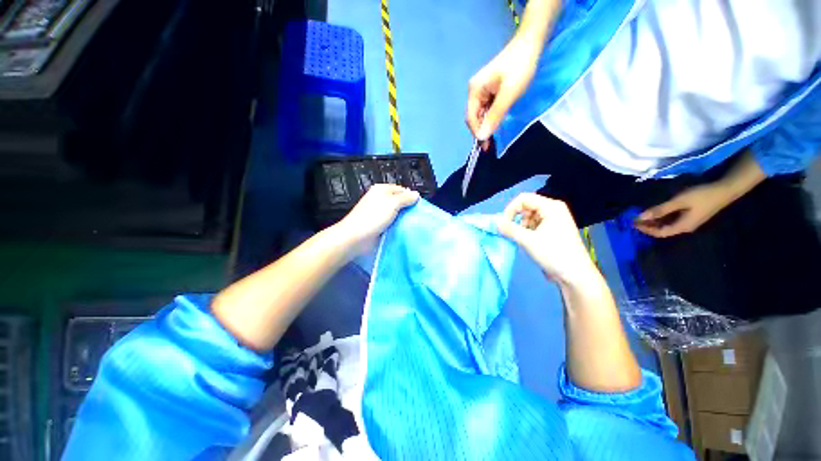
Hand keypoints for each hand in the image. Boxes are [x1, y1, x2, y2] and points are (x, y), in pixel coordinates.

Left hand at [335, 184, 419, 253]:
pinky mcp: (379, 225)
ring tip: (415, 224)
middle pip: (399, 202)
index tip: (420, 205)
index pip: (401, 190)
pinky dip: (398, 226)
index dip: (410, 196)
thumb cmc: (373, 217)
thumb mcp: (392, 203)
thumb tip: (416, 194)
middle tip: (418, 215)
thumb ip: (405, 198)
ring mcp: (379, 214)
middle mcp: (380, 200)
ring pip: (397, 214)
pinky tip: (406, 230)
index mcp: (381, 190)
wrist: (356, 238)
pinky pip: (393, 223)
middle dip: (408, 208)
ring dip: (404, 219)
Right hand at [466, 37, 539, 149]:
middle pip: (474, 117)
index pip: (471, 118)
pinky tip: (498, 123)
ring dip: (487, 125)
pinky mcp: (490, 89)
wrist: (531, 42)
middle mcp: (475, 91)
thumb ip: (494, 116)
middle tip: (490, 145)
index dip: (477, 132)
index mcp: (475, 91)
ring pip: (481, 114)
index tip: (486, 146)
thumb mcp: (508, 94)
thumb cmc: (520, 67)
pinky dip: (492, 117)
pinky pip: (488, 108)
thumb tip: (482, 137)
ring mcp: (482, 90)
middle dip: (481, 130)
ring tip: (494, 137)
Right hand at [496, 193, 595, 285]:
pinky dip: (527, 231)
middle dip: (516, 219)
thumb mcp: (528, 240)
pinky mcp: (553, 230)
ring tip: (523, 240)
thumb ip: (510, 229)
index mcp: (551, 207)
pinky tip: (528, 242)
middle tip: (513, 233)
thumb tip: (496, 222)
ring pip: (529, 217)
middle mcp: (553, 210)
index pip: (523, 199)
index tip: (504, 224)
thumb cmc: (554, 254)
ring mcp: (554, 220)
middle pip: (526, 207)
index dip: (511, 209)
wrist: (575, 275)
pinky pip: (534, 225)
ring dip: (521, 227)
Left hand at [634, 184, 733, 237]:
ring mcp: (689, 222)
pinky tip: (655, 212)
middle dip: (648, 226)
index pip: (660, 233)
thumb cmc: (701, 196)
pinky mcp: (691, 216)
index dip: (645, 229)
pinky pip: (673, 220)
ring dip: (654, 221)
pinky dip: (662, 217)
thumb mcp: (679, 201)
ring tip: (641, 216)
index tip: (633, 223)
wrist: (725, 189)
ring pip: (667, 225)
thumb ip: (660, 209)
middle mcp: (685, 227)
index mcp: (682, 227)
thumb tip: (641, 217)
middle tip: (634, 219)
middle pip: (663, 230)